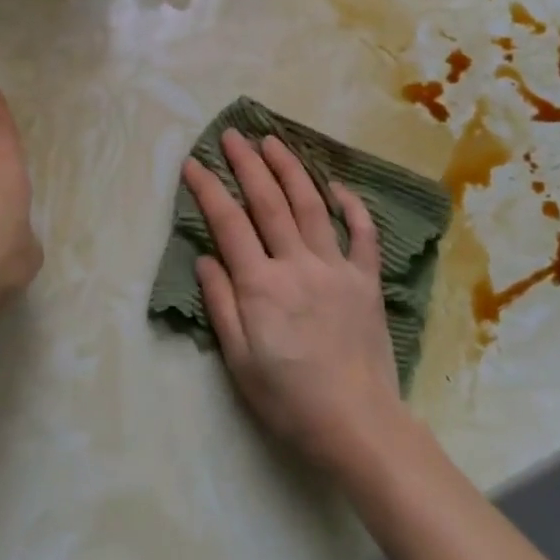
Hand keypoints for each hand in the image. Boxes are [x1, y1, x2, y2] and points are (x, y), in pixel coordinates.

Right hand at [182, 130, 406, 476]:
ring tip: (274, 141)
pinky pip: (362, 233)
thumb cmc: (289, 400)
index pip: (229, 224)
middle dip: (248, 164)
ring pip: (311, 205)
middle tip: (233, 135)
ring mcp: (336, 267)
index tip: (193, 163)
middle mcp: (298, 264)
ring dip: (291, 169)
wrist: (357, 423)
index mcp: (261, 286)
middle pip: (269, 202)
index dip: (208, 189)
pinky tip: (337, 185)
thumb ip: (221, 304)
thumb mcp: (239, 361)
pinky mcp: (366, 279)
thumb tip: (206, 256)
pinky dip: (351, 205)